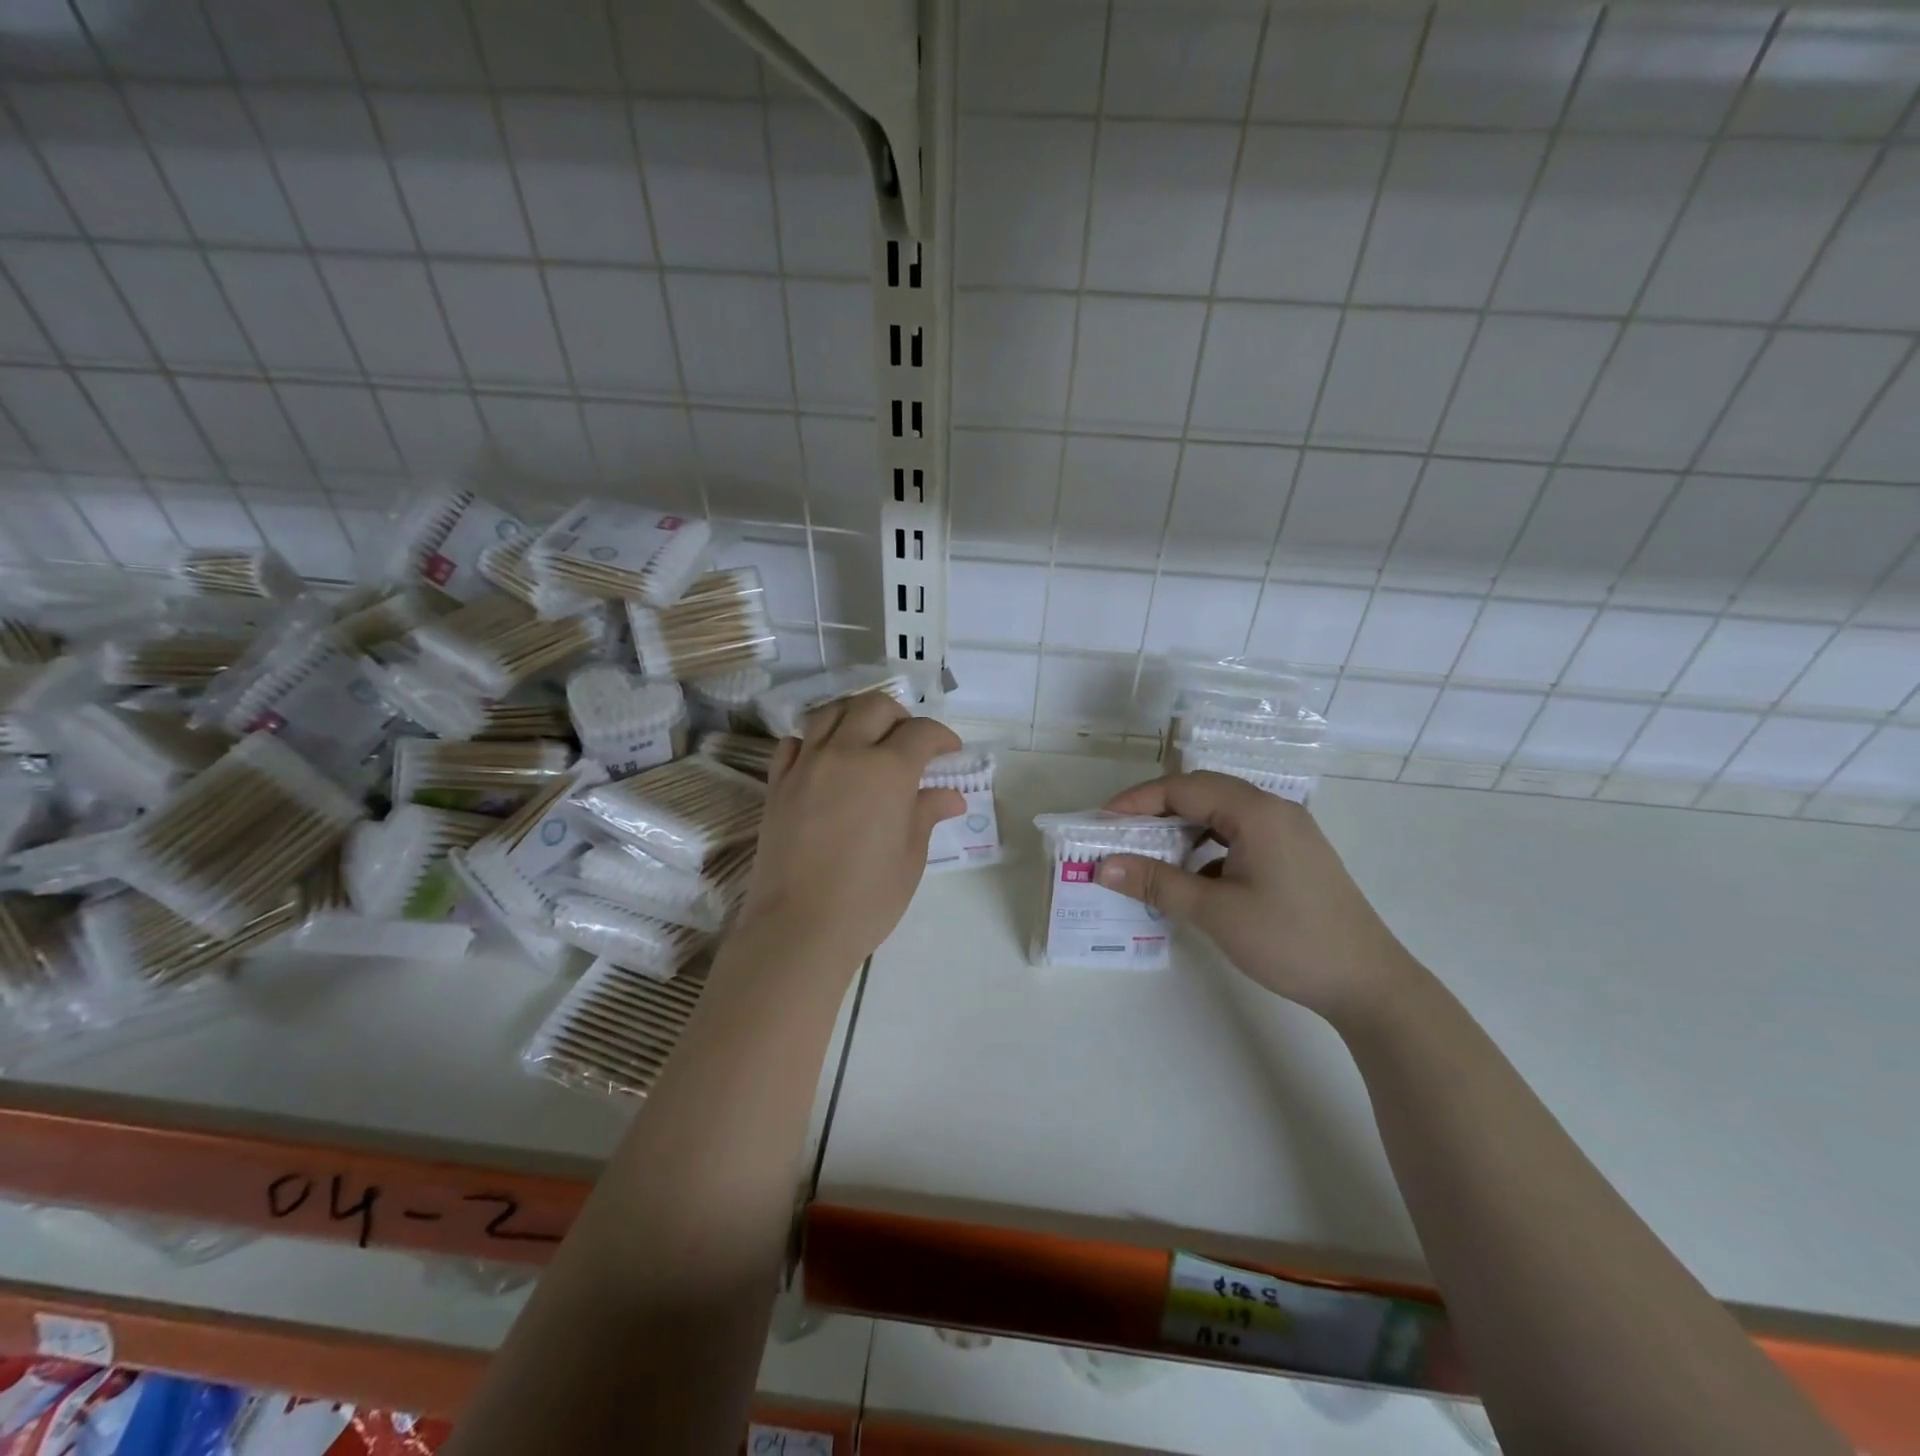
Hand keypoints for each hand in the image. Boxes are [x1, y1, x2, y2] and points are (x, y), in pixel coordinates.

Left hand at [736, 693, 962, 972]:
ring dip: (856, 716)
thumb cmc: (868, 898)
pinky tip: (825, 760)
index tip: (950, 753)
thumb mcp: (910, 857)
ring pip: (830, 713)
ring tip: (868, 739)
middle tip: (910, 743)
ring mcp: (806, 765)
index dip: (942, 738)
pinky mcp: (777, 784)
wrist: (798, 928)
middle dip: (899, 717)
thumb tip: (950, 796)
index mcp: (887, 771)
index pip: (921, 733)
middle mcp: (845, 754)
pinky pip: (795, 742)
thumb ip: (926, 814)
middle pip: (874, 707)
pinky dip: (814, 740)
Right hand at [1095, 772, 1420, 1023]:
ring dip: (1183, 829)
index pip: (1184, 788)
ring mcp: (1288, 833)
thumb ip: (1157, 882)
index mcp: (1257, 812)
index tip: (1102, 821)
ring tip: (1150, 853)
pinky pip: (1239, 836)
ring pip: (1222, 815)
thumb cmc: (1289, 940)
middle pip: (1204, 793)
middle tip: (1120, 834)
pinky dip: (1208, 848)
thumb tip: (1104, 866)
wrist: (1368, 983)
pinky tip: (1193, 878)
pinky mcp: (1294, 856)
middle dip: (1157, 810)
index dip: (1138, 800)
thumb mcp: (1215, 911)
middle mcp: (1274, 810)